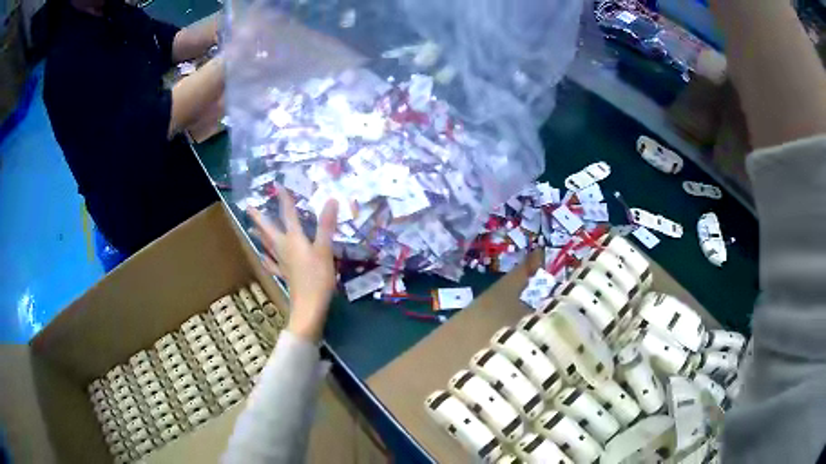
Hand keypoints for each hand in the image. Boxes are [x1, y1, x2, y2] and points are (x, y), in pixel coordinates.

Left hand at [247, 194, 338, 341]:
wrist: (309, 306)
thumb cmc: (318, 277)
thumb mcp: (325, 250)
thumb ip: (326, 225)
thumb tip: (330, 200)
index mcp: (294, 239)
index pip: (288, 214)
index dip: (284, 199)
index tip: (277, 186)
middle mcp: (284, 248)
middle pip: (269, 229)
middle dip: (259, 217)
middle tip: (248, 207)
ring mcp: (282, 262)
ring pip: (267, 245)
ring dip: (259, 235)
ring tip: (251, 228)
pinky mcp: (284, 275)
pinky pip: (272, 264)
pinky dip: (267, 259)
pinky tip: (263, 257)